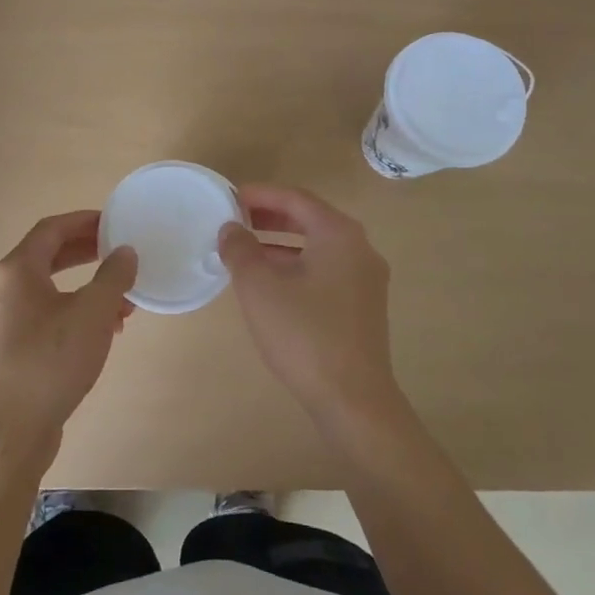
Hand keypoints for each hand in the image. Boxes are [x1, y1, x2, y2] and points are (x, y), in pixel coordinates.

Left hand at [0, 210, 137, 460]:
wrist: (8, 433)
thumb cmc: (50, 361)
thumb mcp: (93, 313)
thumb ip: (113, 276)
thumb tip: (124, 252)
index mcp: (17, 270)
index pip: (51, 229)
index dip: (84, 220)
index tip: (114, 222)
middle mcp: (3, 289)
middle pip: (48, 256)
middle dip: (87, 253)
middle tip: (119, 253)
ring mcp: (3, 321)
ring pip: (50, 290)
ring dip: (86, 289)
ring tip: (121, 302)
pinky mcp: (9, 350)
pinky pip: (45, 316)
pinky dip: (74, 314)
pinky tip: (102, 334)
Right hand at [219, 185, 398, 421]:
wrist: (353, 401)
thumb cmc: (304, 335)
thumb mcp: (260, 288)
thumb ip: (240, 250)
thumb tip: (231, 228)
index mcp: (339, 234)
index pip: (295, 198)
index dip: (260, 194)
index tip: (229, 197)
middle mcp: (359, 248)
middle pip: (309, 219)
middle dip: (270, 216)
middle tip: (235, 219)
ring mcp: (365, 278)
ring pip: (317, 246)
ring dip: (281, 243)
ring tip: (245, 249)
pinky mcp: (363, 305)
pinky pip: (325, 269)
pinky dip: (296, 264)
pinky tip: (270, 282)